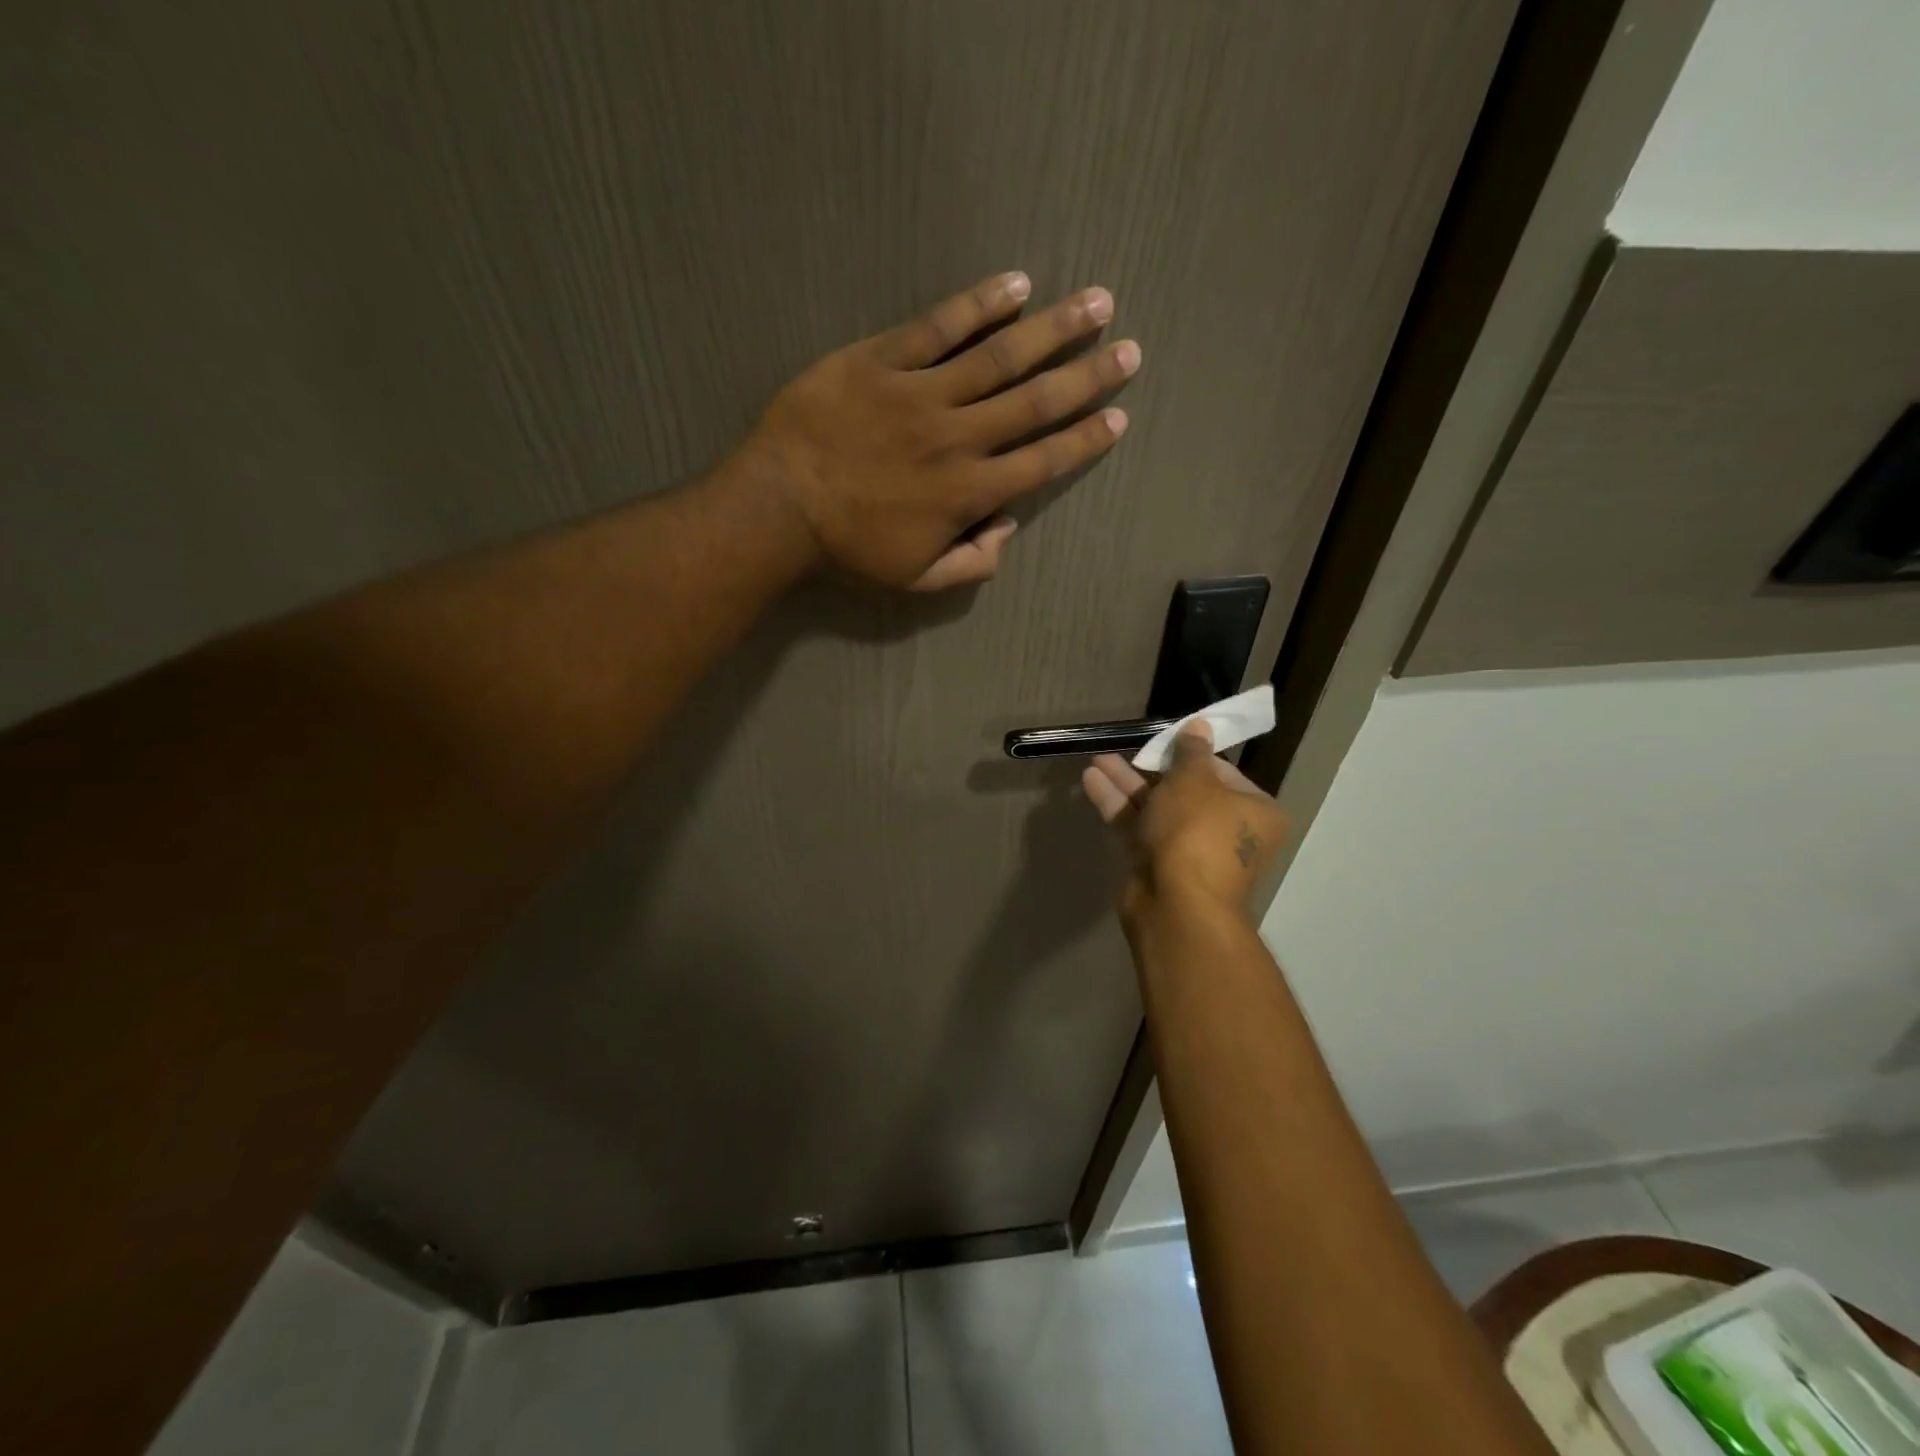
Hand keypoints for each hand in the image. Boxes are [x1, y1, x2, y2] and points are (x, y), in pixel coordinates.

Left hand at [743, 271, 1139, 590]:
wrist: (781, 506)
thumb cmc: (849, 549)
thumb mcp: (916, 581)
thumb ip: (971, 563)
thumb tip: (1006, 530)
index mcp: (969, 492)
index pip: (1042, 461)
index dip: (1085, 439)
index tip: (1119, 417)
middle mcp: (959, 437)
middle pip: (1036, 402)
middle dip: (1088, 377)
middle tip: (1129, 352)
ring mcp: (922, 393)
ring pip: (1000, 356)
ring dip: (1053, 329)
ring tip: (1096, 304)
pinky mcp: (883, 360)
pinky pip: (940, 326)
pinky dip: (980, 305)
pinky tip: (1016, 286)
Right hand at [1082, 722, 1287, 921]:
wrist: (1177, 904)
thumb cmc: (1197, 831)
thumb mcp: (1194, 780)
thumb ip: (1190, 751)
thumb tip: (1200, 725)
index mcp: (1254, 811)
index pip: (1223, 773)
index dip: (1192, 755)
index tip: (1166, 741)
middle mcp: (1226, 832)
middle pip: (1187, 792)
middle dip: (1152, 769)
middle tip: (1130, 749)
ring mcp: (1190, 852)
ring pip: (1158, 810)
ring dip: (1128, 784)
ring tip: (1097, 760)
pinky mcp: (1158, 866)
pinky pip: (1139, 828)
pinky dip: (1118, 806)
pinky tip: (1091, 781)